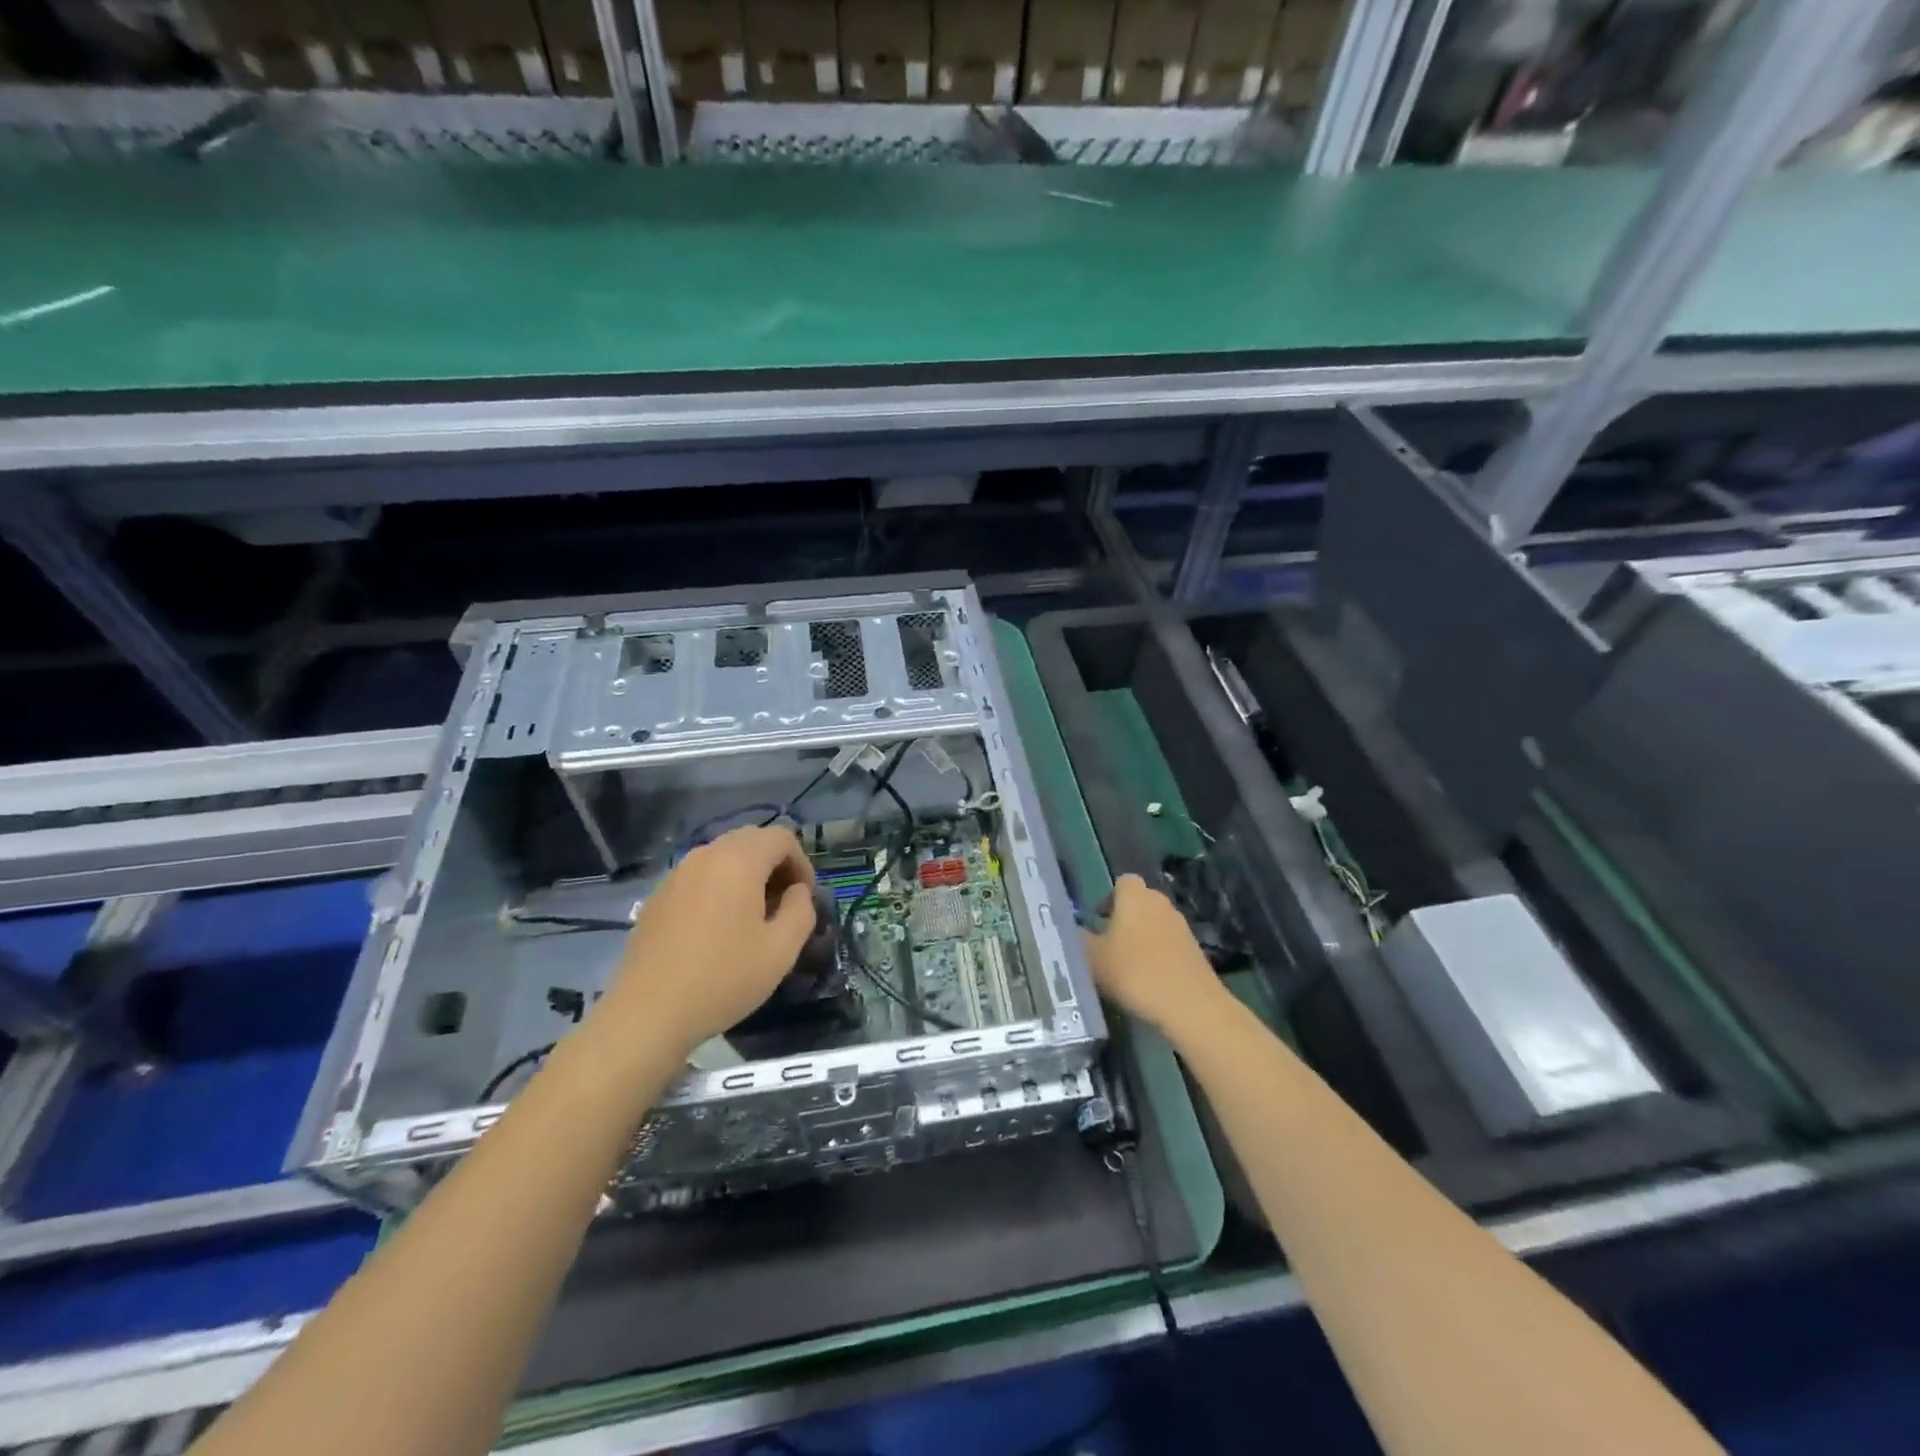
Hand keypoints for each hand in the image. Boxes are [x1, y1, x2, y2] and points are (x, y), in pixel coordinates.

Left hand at [602, 825, 817, 1054]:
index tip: (804, 898)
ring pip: (723, 856)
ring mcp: (677, 874)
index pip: (781, 837)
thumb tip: (797, 892)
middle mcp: (705, 856)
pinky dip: (719, 887)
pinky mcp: (657, 896)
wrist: (648, 1013)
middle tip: (782, 904)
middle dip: (775, 865)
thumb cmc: (723, 979)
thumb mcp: (781, 950)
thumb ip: (801, 910)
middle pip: (751, 840)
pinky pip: (699, 876)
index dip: (802, 862)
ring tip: (752, 917)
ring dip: (746, 875)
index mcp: (739, 861)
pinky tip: (717, 929)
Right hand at [1084, 874, 1228, 1036]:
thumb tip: (1070, 929)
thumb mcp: (1093, 958)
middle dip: (1123, 918)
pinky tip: (1147, 980)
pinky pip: (1168, 944)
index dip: (1108, 898)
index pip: (1122, 882)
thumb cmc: (1135, 972)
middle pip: (1139, 902)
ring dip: (1140, 938)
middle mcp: (1160, 903)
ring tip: (1125, 966)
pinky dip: (1157, 955)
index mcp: (1135, 896)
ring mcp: (1181, 926)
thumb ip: (1078, 939)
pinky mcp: (1194, 950)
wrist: (1190, 1005)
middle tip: (1106, 944)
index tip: (1098, 920)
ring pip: (1154, 923)